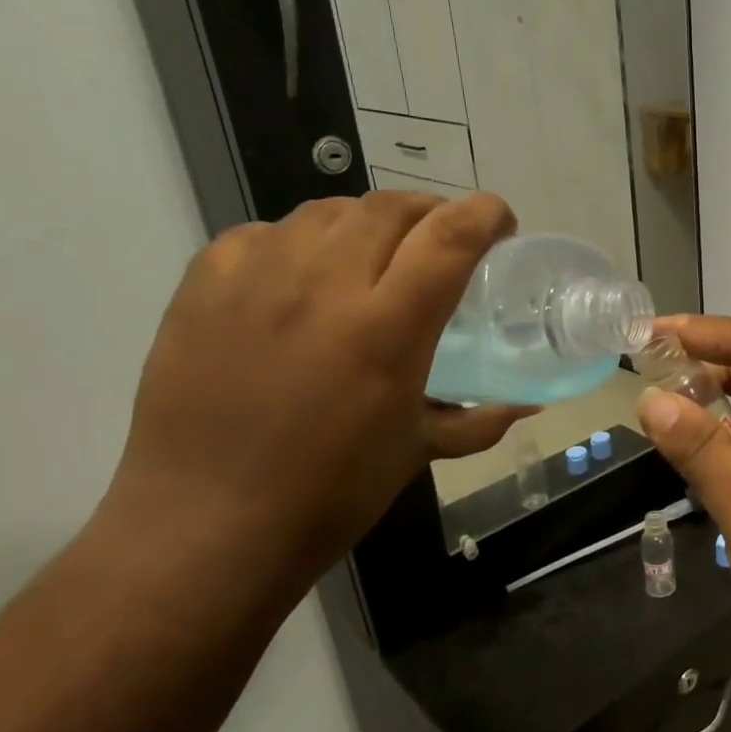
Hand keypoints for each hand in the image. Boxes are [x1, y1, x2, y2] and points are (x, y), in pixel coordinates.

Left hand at [101, 191, 532, 591]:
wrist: (207, 524)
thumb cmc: (331, 493)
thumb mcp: (418, 451)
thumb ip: (480, 420)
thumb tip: (527, 406)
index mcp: (387, 328)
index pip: (449, 236)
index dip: (485, 214)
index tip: (500, 225)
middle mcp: (323, 286)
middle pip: (390, 207)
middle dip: (431, 212)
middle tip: (441, 242)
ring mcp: (256, 279)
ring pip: (327, 211)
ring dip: (367, 223)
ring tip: (374, 256)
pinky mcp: (203, 286)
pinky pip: (264, 234)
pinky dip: (299, 242)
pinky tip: (302, 278)